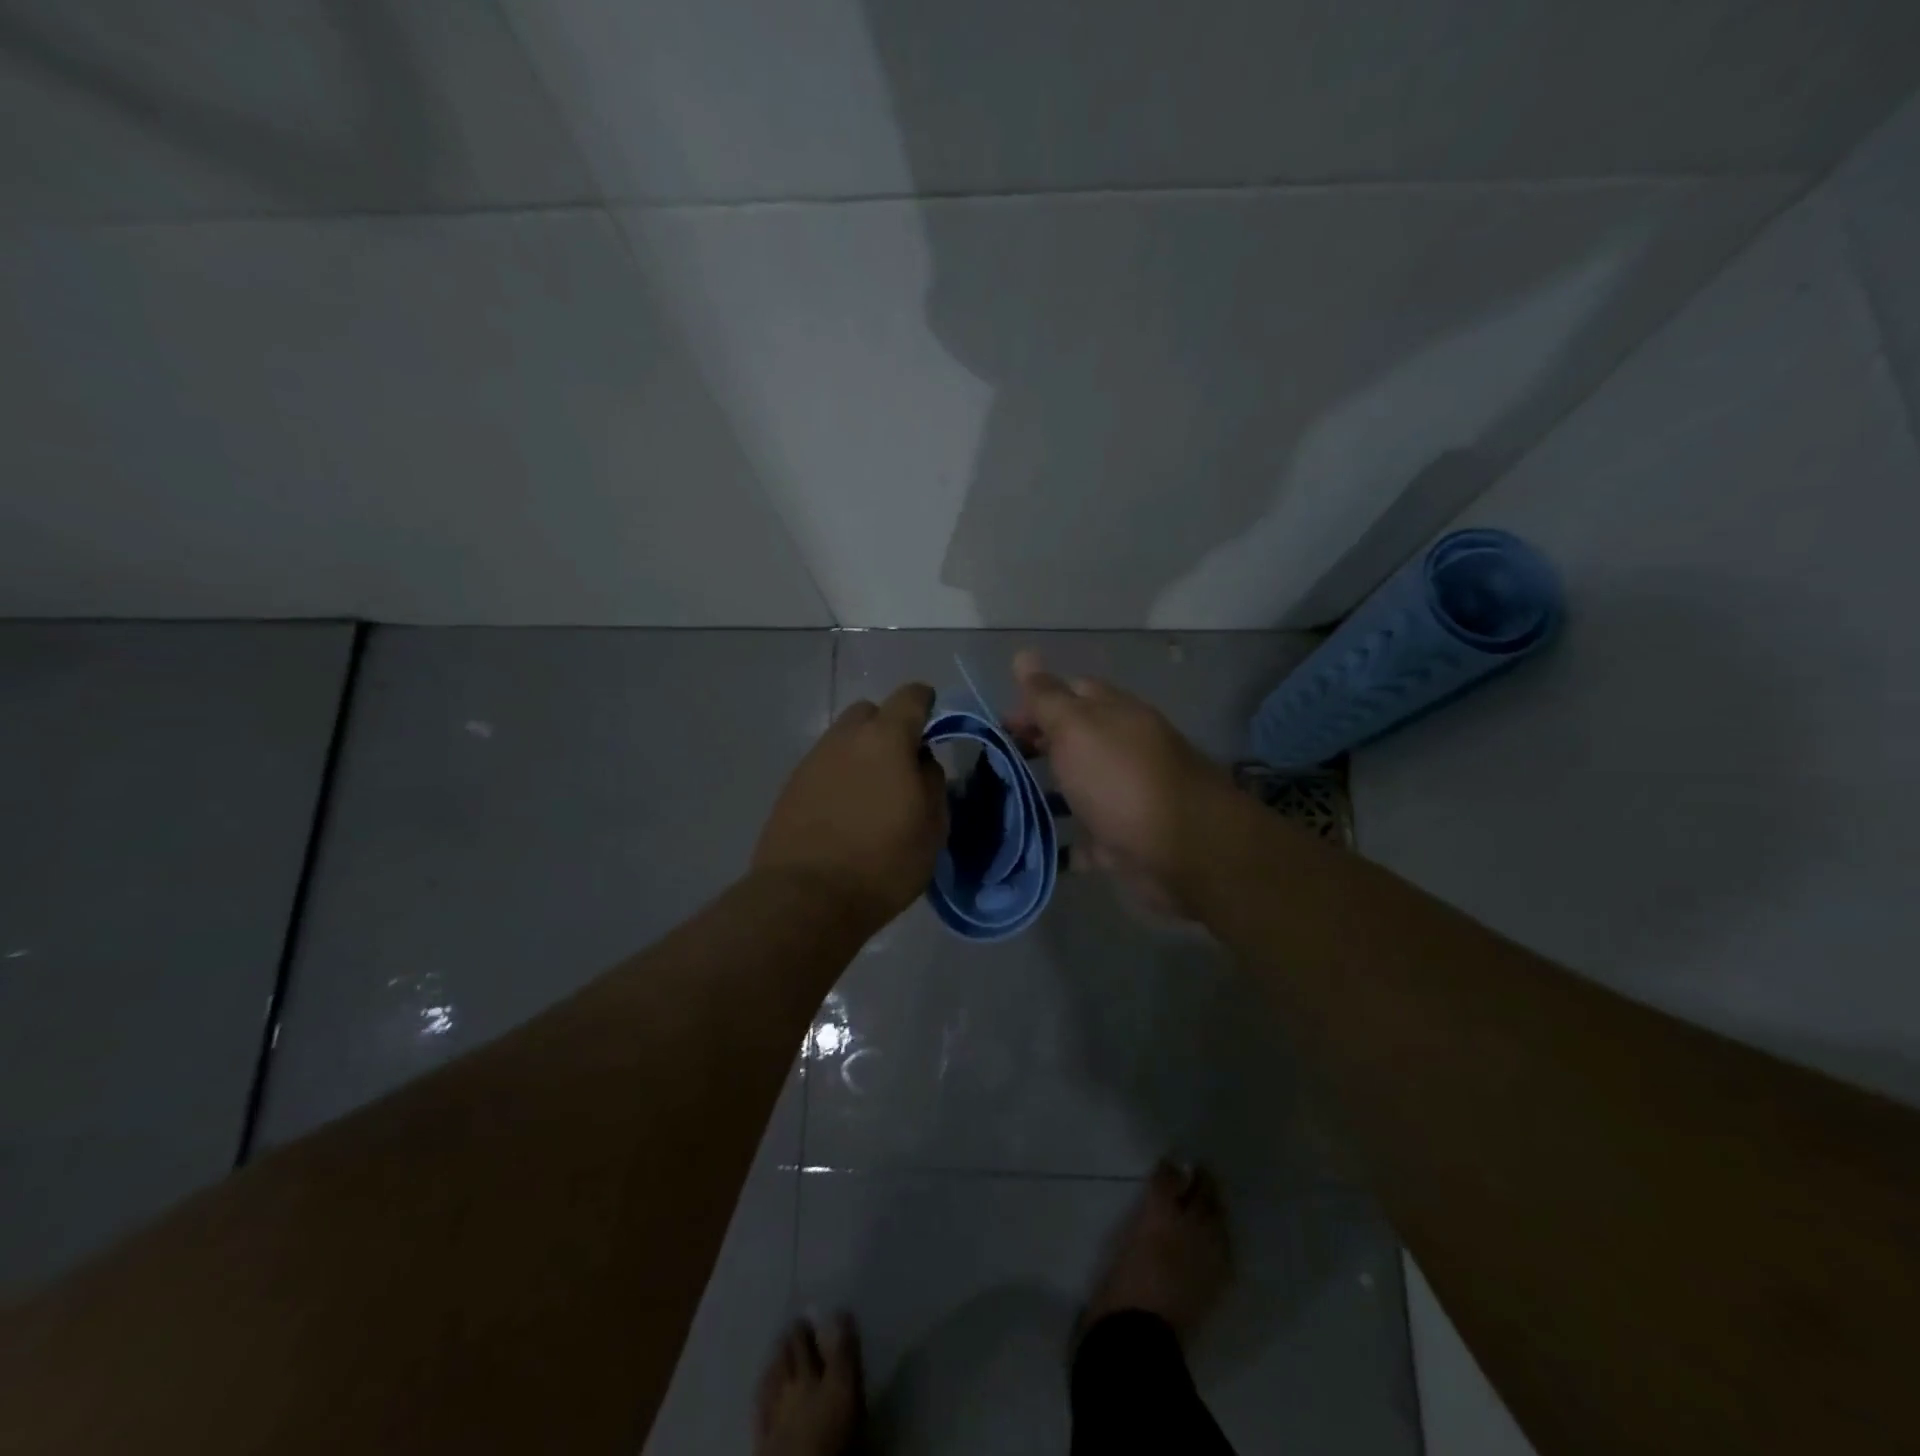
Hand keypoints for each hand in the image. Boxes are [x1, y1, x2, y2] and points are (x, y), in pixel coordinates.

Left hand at [754, 682, 946, 926]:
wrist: (806, 899)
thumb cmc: (883, 863)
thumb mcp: (932, 827)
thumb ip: (932, 782)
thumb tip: (921, 762)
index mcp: (885, 740)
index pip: (910, 697)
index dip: (924, 702)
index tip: (932, 719)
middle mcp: (844, 739)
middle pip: (869, 713)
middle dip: (887, 727)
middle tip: (901, 763)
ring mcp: (812, 761)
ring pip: (843, 740)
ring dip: (861, 753)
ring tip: (872, 793)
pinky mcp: (790, 787)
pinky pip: (823, 766)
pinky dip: (839, 776)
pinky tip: (845, 811)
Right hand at [1006, 650, 1234, 914]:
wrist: (1183, 851)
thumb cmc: (1121, 780)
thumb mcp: (1077, 727)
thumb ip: (1048, 697)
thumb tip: (1023, 654)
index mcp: (1114, 714)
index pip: (1070, 692)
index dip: (1034, 703)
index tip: (999, 726)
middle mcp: (1123, 750)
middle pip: (1074, 741)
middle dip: (1037, 747)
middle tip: (996, 766)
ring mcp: (1125, 797)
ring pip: (1079, 788)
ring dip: (1046, 794)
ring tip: (1004, 805)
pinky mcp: (1123, 841)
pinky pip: (1086, 839)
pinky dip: (1063, 843)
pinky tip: (1034, 848)